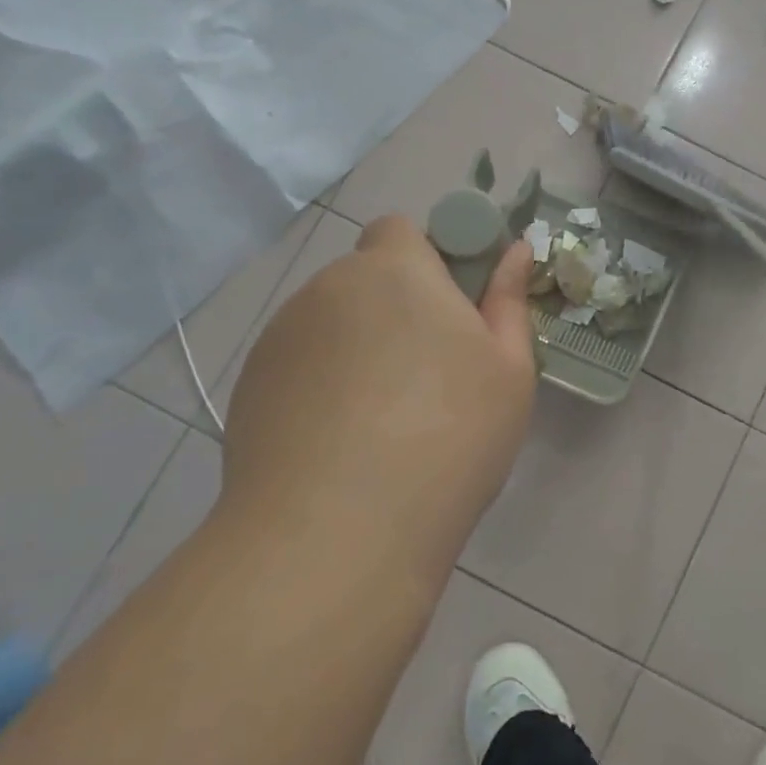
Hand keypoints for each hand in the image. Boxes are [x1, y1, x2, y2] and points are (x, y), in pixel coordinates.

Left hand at [222, 215, 537, 534]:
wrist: (336, 534)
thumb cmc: (448, 437)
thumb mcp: (508, 371)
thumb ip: (509, 301)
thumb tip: (515, 251)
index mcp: (394, 271)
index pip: (400, 229)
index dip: (428, 260)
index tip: (453, 311)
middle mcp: (327, 289)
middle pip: (366, 280)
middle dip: (397, 308)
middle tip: (430, 373)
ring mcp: (281, 338)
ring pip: (333, 323)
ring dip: (359, 346)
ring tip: (384, 420)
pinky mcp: (250, 386)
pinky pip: (301, 365)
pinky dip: (323, 384)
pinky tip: (342, 442)